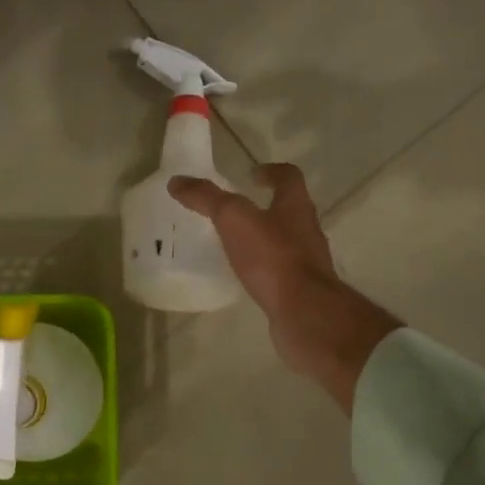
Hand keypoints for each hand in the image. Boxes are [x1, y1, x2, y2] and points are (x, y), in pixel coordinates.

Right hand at [169, 164, 401, 413]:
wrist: (304, 313)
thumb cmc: (273, 258)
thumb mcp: (234, 220)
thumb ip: (207, 198)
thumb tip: (178, 181)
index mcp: (295, 207)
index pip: (289, 177)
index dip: (271, 171)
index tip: (251, 173)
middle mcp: (306, 230)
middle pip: (289, 210)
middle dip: (265, 207)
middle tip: (235, 211)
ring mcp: (307, 263)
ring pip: (285, 242)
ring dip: (264, 239)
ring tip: (234, 244)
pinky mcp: (300, 291)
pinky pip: (280, 272)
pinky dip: (263, 269)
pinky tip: (244, 277)